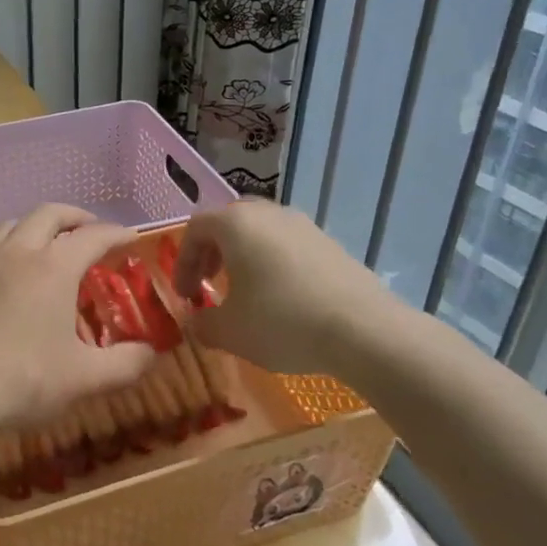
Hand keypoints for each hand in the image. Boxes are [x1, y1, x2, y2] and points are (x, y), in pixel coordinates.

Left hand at [0, 204, 156, 434]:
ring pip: (10, 225)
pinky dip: (2, 251)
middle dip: (75, 217)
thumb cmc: (19, 382)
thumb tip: (153, 353)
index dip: (116, 234)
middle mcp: (15, 253)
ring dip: (35, 227)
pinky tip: (1, 275)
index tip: (131, 239)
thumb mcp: (83, 380)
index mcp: (52, 268)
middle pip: (48, 214)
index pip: (93, 236)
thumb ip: (126, 364)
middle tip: (90, 231)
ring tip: (45, 246)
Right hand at [174, 200, 401, 376]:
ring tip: (245, 292)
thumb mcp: (229, 331)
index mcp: (235, 224)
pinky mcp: (330, 243)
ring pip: (261, 232)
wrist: (364, 330)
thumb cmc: (282, 322)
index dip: (182, 262)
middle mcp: (268, 213)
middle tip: (209, 283)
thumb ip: (202, 323)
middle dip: (212, 252)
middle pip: (228, 222)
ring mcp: (303, 225)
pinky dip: (274, 263)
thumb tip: (196, 321)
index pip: (195, 229)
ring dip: (244, 257)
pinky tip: (282, 298)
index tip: (186, 295)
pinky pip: (288, 245)